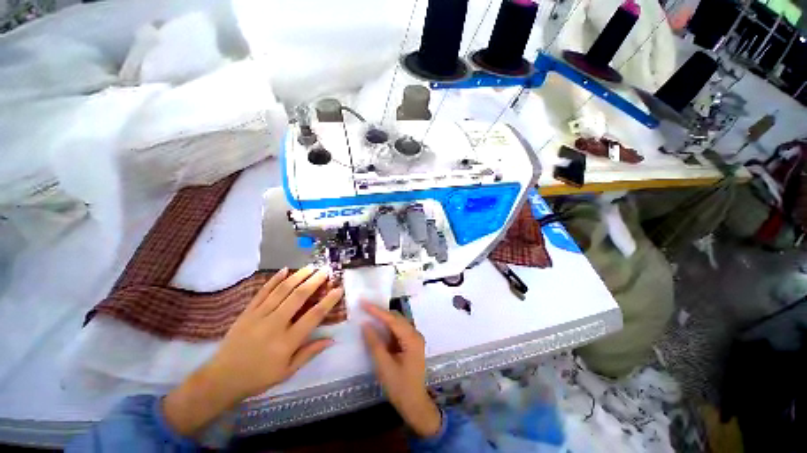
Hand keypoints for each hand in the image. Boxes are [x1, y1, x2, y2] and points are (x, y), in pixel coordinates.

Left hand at [163, 267, 343, 435]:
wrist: (221, 378)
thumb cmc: (258, 377)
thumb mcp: (287, 372)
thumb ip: (309, 353)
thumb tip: (332, 340)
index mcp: (287, 342)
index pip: (313, 316)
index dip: (328, 301)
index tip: (338, 289)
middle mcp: (274, 324)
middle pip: (298, 297)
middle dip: (314, 281)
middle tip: (326, 271)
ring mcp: (259, 316)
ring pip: (282, 290)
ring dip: (298, 276)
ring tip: (311, 267)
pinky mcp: (247, 312)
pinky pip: (263, 292)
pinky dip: (274, 280)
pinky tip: (284, 270)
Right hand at [362, 304, 441, 437]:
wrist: (415, 404)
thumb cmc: (400, 387)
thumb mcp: (384, 366)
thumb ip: (375, 344)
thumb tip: (365, 324)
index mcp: (412, 339)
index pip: (393, 320)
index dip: (377, 311)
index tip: (364, 302)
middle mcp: (415, 334)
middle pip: (396, 318)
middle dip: (380, 312)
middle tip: (364, 307)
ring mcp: (414, 338)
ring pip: (397, 322)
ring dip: (383, 319)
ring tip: (368, 313)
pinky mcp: (411, 343)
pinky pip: (398, 330)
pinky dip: (387, 327)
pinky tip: (377, 326)